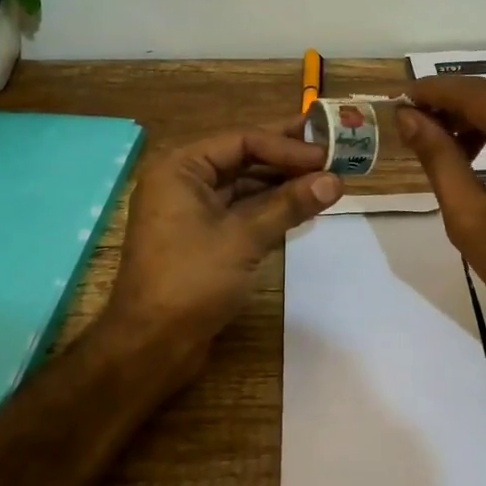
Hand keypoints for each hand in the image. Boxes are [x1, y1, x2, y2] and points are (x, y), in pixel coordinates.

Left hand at [102, 121, 342, 380]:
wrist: (151, 345)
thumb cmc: (191, 280)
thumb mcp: (243, 237)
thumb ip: (289, 205)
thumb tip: (334, 180)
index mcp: (180, 168)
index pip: (241, 140)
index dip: (286, 145)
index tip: (326, 155)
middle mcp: (182, 182)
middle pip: (241, 159)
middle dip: (285, 159)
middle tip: (330, 151)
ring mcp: (190, 212)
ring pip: (242, 187)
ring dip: (280, 184)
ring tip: (324, 180)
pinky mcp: (201, 239)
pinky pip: (239, 212)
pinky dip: (268, 209)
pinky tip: (300, 207)